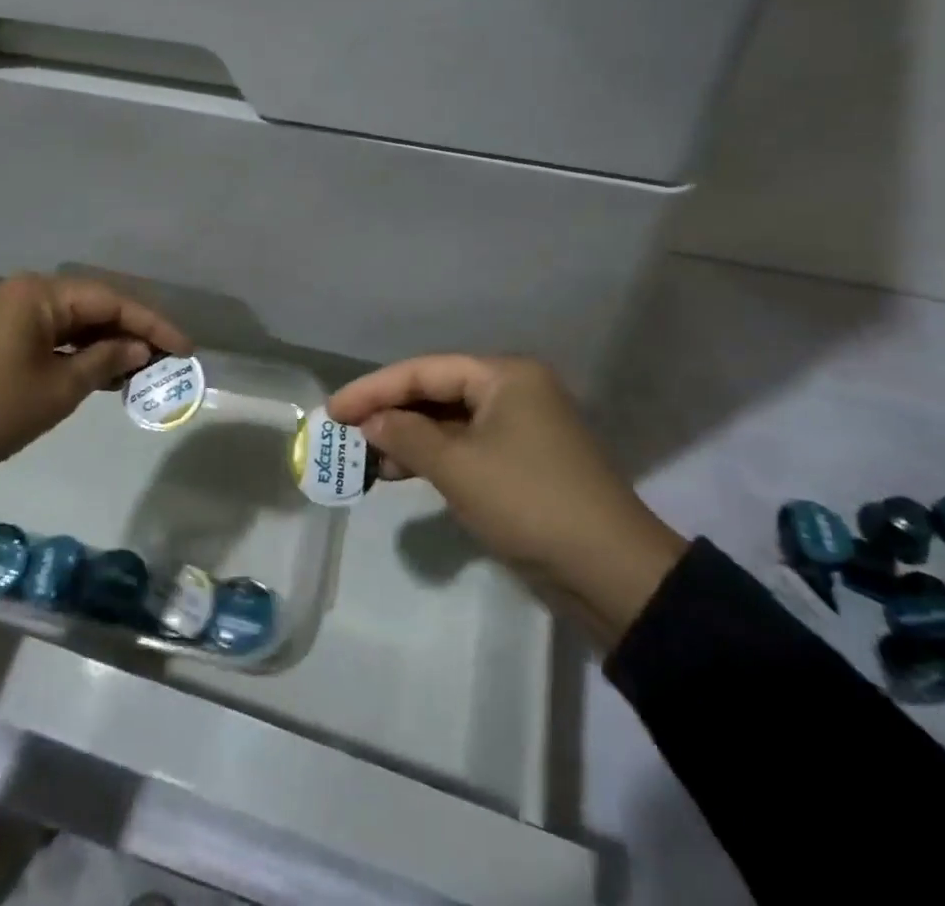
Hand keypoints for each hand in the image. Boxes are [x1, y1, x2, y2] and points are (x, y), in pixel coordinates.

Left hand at [0, 274, 190, 488]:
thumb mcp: (59, 389)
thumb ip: (106, 360)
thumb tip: (140, 348)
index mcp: (35, 293)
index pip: (109, 300)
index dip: (151, 324)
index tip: (184, 347)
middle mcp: (18, 289)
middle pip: (88, 304)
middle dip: (129, 331)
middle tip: (166, 357)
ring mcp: (0, 309)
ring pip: (66, 318)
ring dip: (101, 341)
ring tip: (140, 367)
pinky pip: (43, 330)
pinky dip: (72, 348)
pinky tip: (98, 368)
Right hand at [326, 355, 686, 644]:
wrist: (611, 573)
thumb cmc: (528, 503)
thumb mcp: (458, 468)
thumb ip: (406, 436)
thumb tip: (370, 422)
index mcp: (504, 375)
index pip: (424, 371)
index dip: (374, 389)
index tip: (333, 410)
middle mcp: (513, 390)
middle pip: (436, 392)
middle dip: (390, 412)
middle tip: (345, 432)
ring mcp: (520, 427)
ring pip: (449, 421)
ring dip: (409, 438)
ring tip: (368, 459)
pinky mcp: (522, 461)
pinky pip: (466, 446)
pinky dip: (433, 457)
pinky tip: (401, 473)